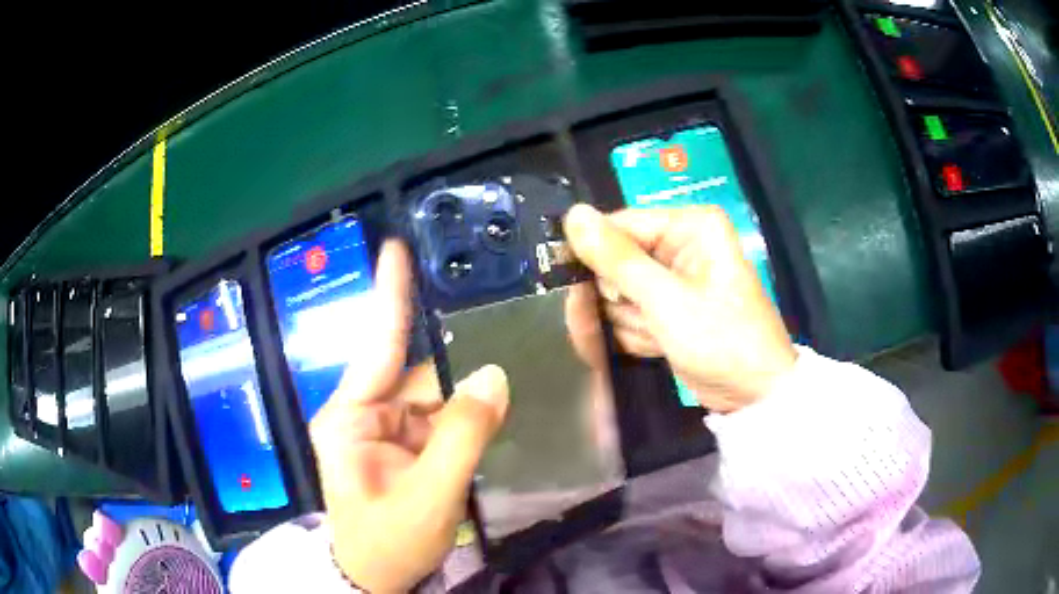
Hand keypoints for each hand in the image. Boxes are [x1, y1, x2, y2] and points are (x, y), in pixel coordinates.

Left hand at [310, 241, 508, 592]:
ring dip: (473, 391)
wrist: (378, 579)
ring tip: (520, 366)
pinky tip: (504, 403)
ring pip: (439, 397)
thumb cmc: (388, 542)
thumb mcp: (428, 497)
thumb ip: (462, 438)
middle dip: (463, 359)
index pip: (376, 345)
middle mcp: (366, 413)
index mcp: (350, 417)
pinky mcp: (409, 447)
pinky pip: (445, 420)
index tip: (397, 248)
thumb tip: (495, 377)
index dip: (390, 295)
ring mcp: (390, 430)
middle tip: (512, 325)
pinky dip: (472, 414)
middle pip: (421, 374)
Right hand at [563, 205, 796, 412]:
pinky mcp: (669, 306)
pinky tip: (653, 348)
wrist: (753, 394)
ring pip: (618, 291)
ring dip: (623, 323)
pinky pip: (631, 312)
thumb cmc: (721, 340)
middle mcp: (681, 244)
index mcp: (690, 226)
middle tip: (597, 331)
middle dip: (610, 300)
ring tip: (649, 342)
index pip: (619, 226)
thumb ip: (617, 259)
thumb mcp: (667, 300)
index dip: (593, 257)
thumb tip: (573, 214)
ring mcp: (674, 277)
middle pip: (615, 261)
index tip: (574, 291)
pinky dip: (634, 334)